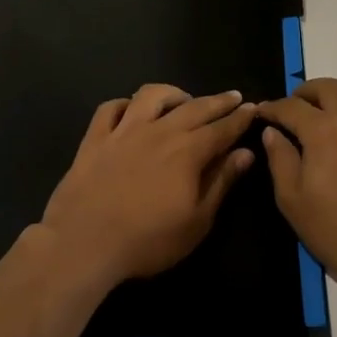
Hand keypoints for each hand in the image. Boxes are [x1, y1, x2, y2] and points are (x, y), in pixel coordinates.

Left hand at [40, 84, 259, 285]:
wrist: (84, 243)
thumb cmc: (148, 240)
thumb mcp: (197, 221)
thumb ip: (221, 182)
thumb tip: (245, 153)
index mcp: (188, 152)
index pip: (222, 128)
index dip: (240, 118)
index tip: (253, 108)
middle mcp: (159, 131)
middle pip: (194, 107)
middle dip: (218, 101)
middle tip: (233, 96)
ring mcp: (124, 131)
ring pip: (151, 96)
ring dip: (172, 93)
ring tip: (183, 99)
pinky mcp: (95, 138)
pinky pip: (111, 108)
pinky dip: (125, 104)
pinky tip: (132, 111)